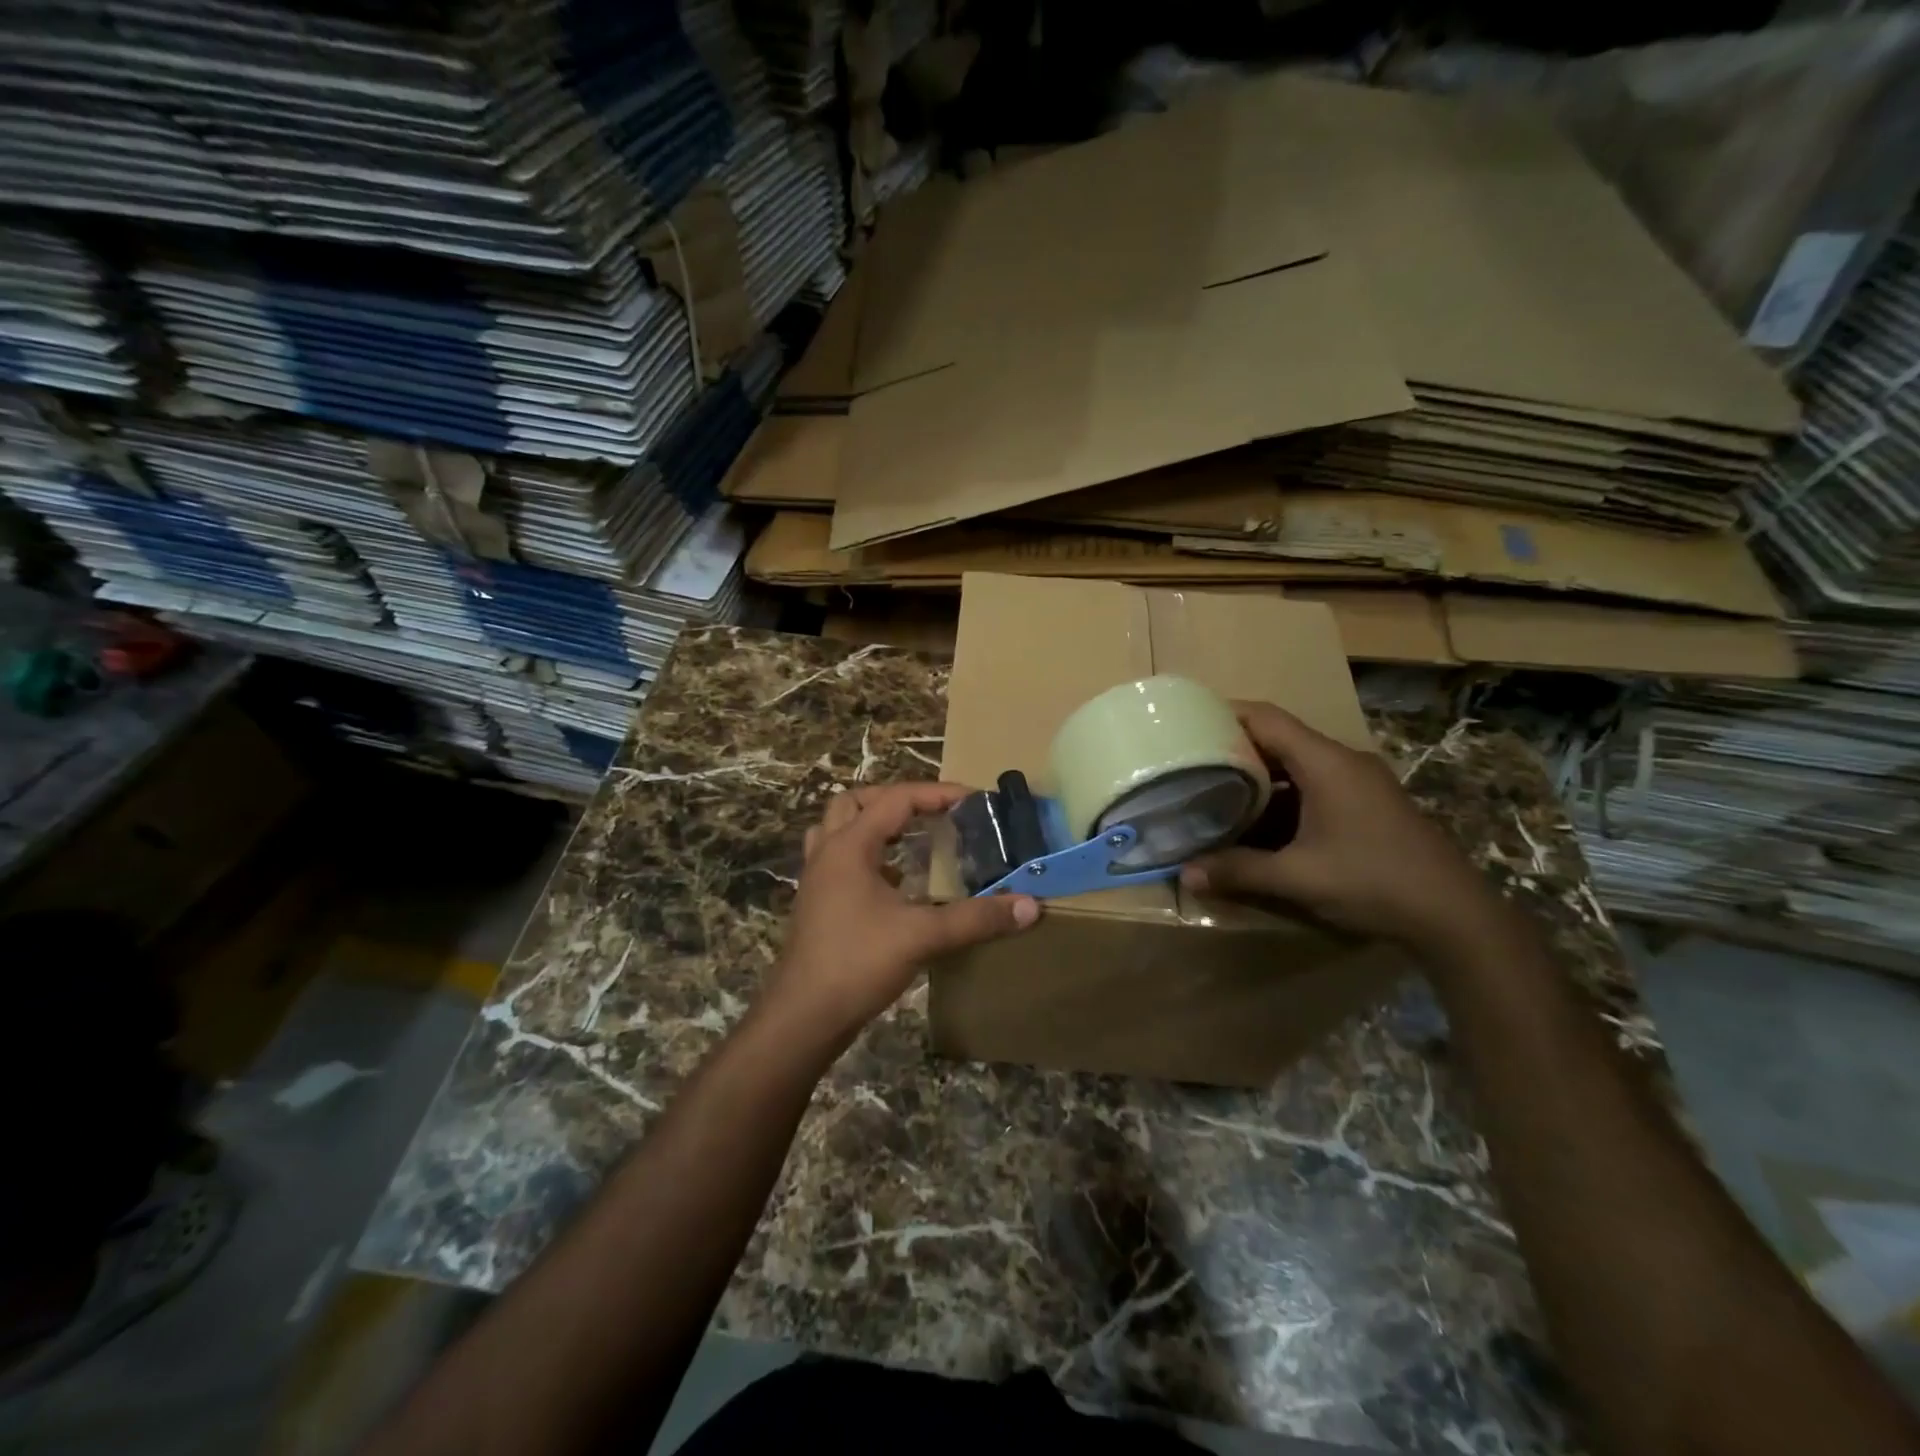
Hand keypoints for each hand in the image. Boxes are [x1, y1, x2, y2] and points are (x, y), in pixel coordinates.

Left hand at [763, 782, 1039, 1045]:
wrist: (803, 1017)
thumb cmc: (857, 963)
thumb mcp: (921, 936)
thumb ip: (976, 918)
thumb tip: (1029, 906)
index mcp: (849, 846)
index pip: (895, 799)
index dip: (936, 793)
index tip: (973, 800)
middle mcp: (828, 853)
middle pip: (855, 802)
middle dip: (895, 799)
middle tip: (932, 813)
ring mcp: (818, 879)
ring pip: (840, 829)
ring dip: (874, 824)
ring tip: (910, 837)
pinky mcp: (817, 904)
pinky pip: (840, 860)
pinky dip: (868, 856)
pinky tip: (895, 881)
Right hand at [1180, 703, 1499, 949]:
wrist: (1456, 915)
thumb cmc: (1373, 881)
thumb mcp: (1298, 877)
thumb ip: (1239, 871)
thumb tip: (1185, 874)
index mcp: (1325, 762)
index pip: (1266, 718)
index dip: (1225, 714)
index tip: (1186, 723)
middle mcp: (1343, 761)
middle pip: (1279, 738)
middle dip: (1235, 749)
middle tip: (1192, 763)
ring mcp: (1359, 783)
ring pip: (1297, 764)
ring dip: (1259, 776)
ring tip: (1217, 792)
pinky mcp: (1368, 804)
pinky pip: (1314, 785)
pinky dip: (1283, 796)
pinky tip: (1260, 823)